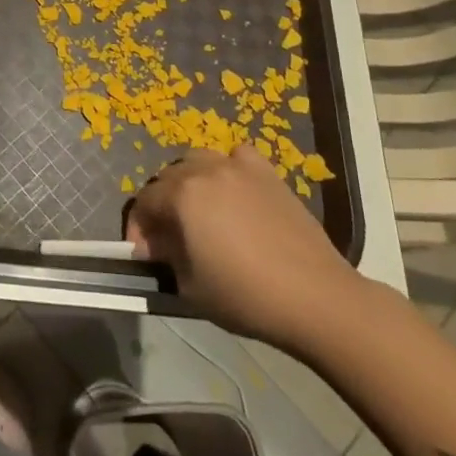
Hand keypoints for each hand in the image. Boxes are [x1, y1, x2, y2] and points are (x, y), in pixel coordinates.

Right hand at [127, 145, 371, 355]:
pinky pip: (236, 158)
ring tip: (199, 212)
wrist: (316, 297)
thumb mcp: (190, 285)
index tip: (144, 255)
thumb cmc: (247, 296)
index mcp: (182, 196)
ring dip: (189, 183)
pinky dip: (227, 170)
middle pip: (167, 178)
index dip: (138, 228)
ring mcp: (238, 167)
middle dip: (161, 206)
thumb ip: (166, 257)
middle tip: (169, 238)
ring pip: (198, 161)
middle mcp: (205, 170)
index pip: (144, 202)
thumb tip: (156, 244)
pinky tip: (234, 193)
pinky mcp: (267, 173)